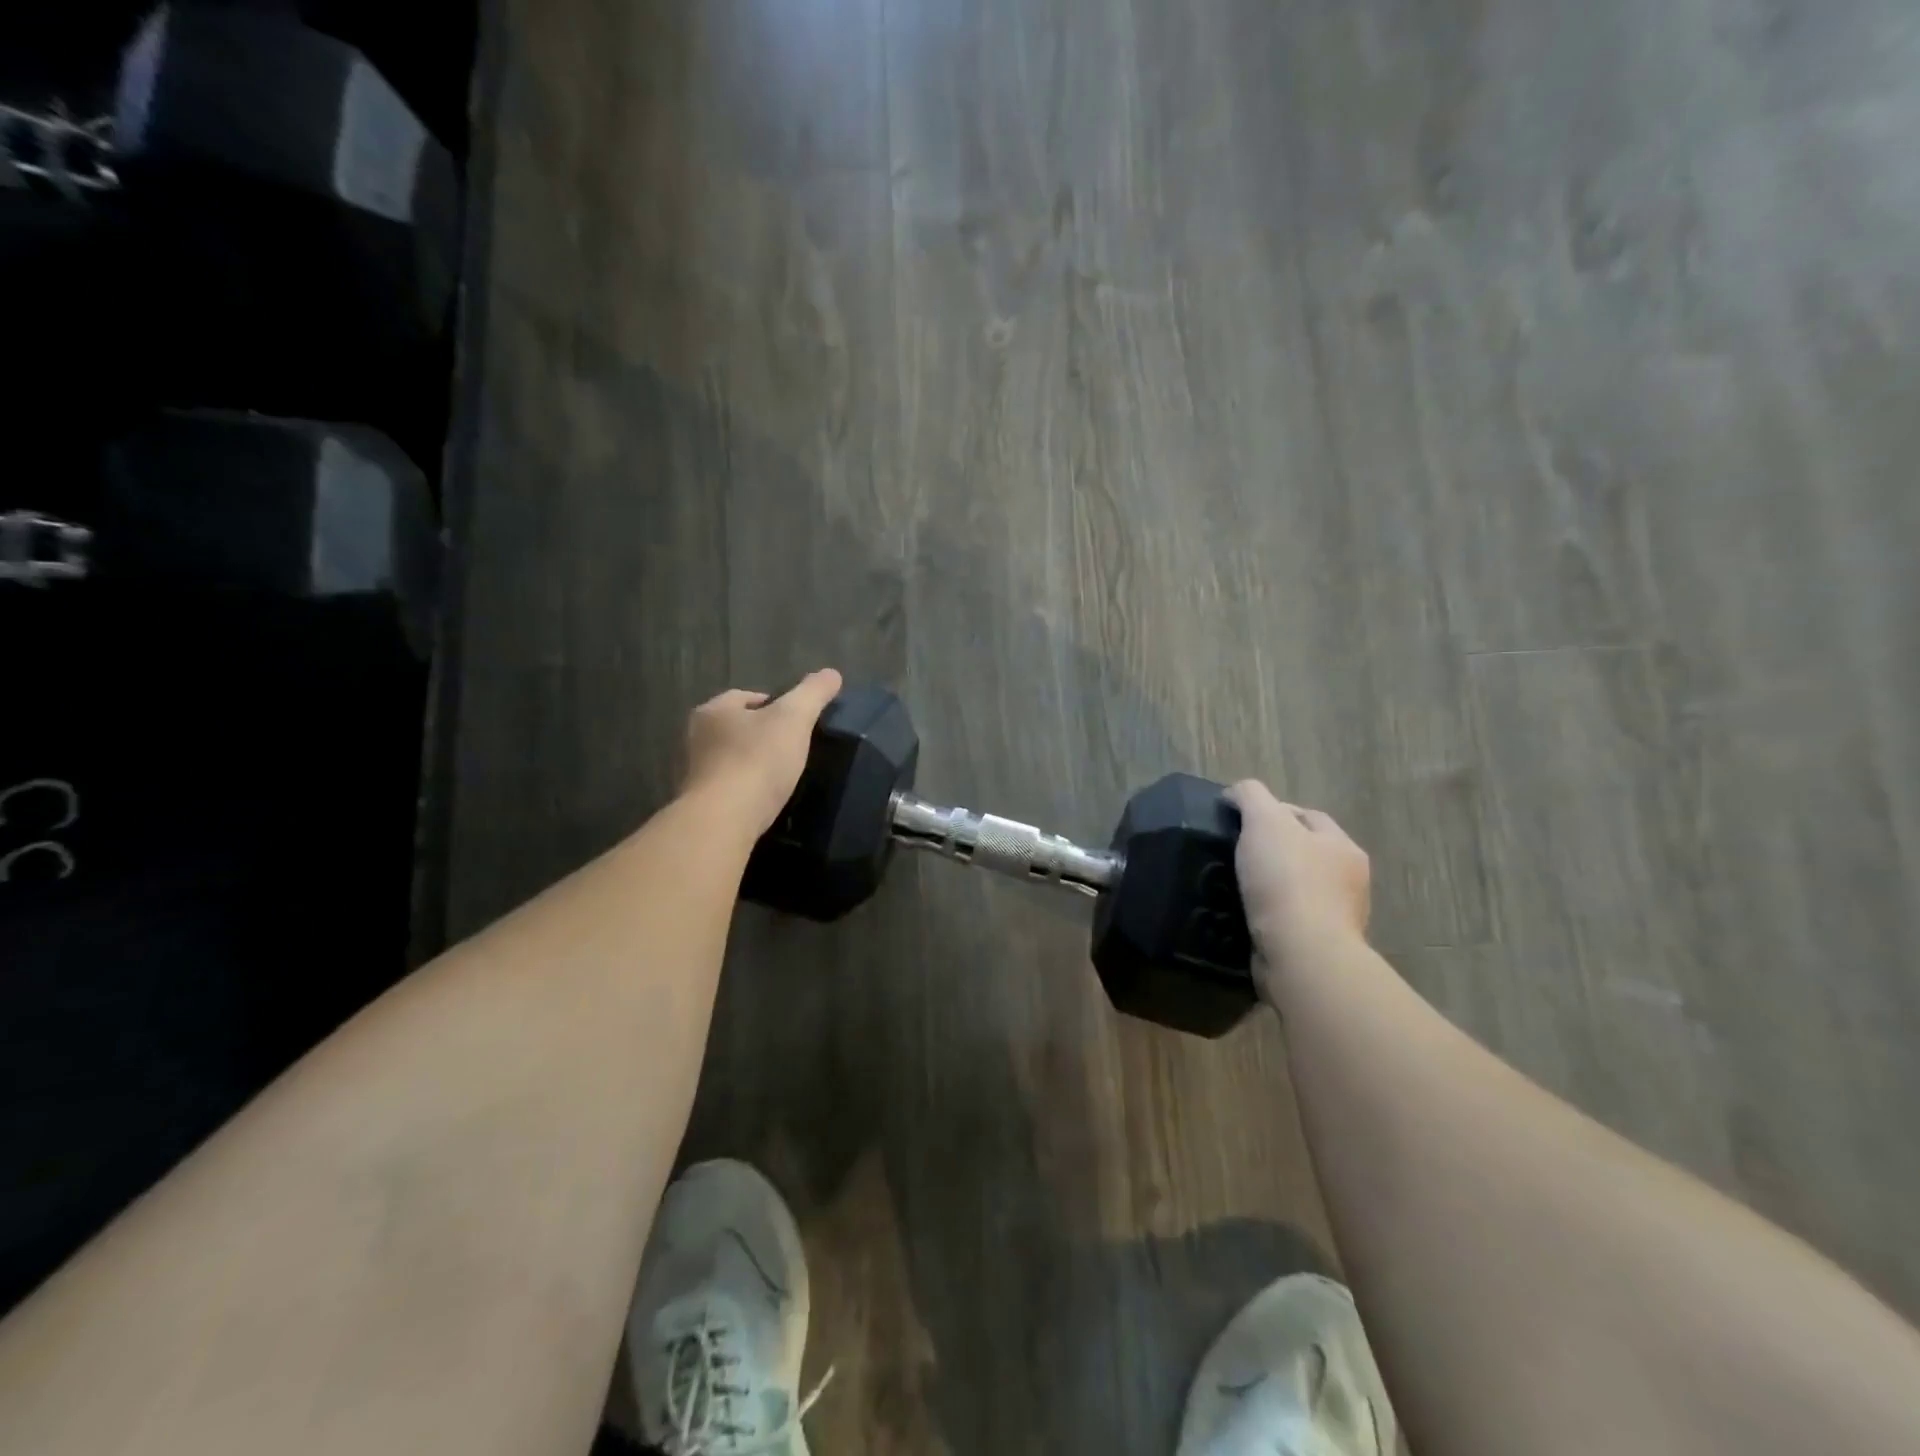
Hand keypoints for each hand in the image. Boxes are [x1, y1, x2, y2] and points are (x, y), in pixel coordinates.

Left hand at [681, 669, 842, 836]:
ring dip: (752, 763)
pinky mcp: (702, 805)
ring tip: (782, 774)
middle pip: (735, 728)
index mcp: (714, 710)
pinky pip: (729, 789)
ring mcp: (696, 773)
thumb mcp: (794, 719)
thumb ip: (813, 694)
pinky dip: (745, 789)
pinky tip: (765, 798)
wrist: (724, 819)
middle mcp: (696, 738)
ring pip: (731, 759)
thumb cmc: (757, 760)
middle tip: (792, 746)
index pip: (744, 696)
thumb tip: (832, 673)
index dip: (772, 703)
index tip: (796, 719)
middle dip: (760, 734)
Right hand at [1225, 781, 1370, 997]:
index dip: (1274, 811)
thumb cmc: (1286, 881)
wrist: (1302, 954)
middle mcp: (1349, 880)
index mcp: (1343, 846)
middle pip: (1306, 851)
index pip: (1307, 816)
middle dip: (1275, 849)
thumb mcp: (1264, 822)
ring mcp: (1337, 916)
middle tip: (1235, 852)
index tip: (1239, 820)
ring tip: (1236, 885)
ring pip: (1298, 888)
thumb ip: (1250, 796)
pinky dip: (1271, 914)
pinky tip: (1247, 914)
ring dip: (1272, 885)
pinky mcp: (1319, 946)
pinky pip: (1290, 920)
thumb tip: (1235, 793)